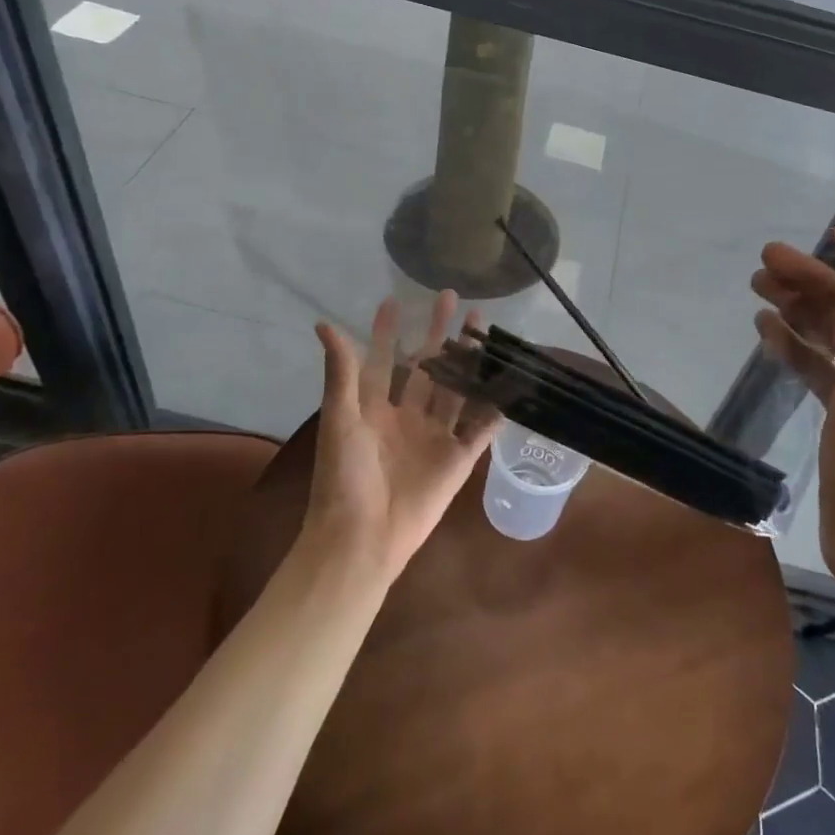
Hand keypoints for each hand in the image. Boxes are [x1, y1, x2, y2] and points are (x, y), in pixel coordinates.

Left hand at [304, 292, 501, 580]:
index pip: (384, 360)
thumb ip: (341, 372)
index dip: (389, 332)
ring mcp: (435, 437)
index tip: (396, 300)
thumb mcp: (340, 418)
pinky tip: (511, 383)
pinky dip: (495, 409)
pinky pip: (481, 429)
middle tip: (450, 297)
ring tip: (484, 330)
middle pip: (427, 367)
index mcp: (375, 408)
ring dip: (469, 361)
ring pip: (456, 390)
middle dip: (438, 333)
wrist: (363, 538)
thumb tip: (323, 324)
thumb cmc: (344, 477)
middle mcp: (407, 417)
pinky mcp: (458, 459)